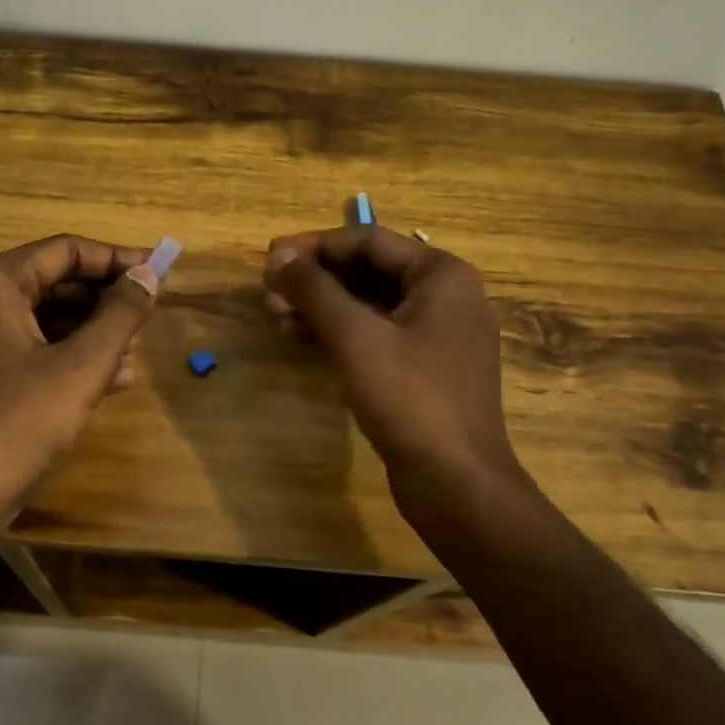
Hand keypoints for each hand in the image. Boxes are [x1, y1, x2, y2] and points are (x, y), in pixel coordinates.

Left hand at [0, 235, 160, 598]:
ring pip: (38, 318)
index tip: (159, 274)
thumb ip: (121, 315)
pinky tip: (108, 380)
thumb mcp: (80, 369)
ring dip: (88, 331)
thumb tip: (151, 273)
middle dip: (102, 299)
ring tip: (134, 353)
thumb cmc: (15, 428)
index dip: (116, 260)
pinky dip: (63, 357)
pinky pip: (22, 348)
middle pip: (50, 281)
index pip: (64, 250)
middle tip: (146, 316)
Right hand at [263, 226, 523, 521]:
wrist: (456, 483)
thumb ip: (315, 290)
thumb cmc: (410, 398)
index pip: (368, 240)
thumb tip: (278, 256)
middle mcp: (445, 296)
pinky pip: (375, 334)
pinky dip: (338, 333)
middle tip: (268, 288)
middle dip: (315, 279)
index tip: (270, 258)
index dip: (314, 246)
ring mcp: (436, 334)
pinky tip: (298, 338)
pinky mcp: (423, 368)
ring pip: (368, 304)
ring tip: (274, 314)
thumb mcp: (355, 337)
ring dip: (320, 306)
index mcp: (442, 275)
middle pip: (368, 270)